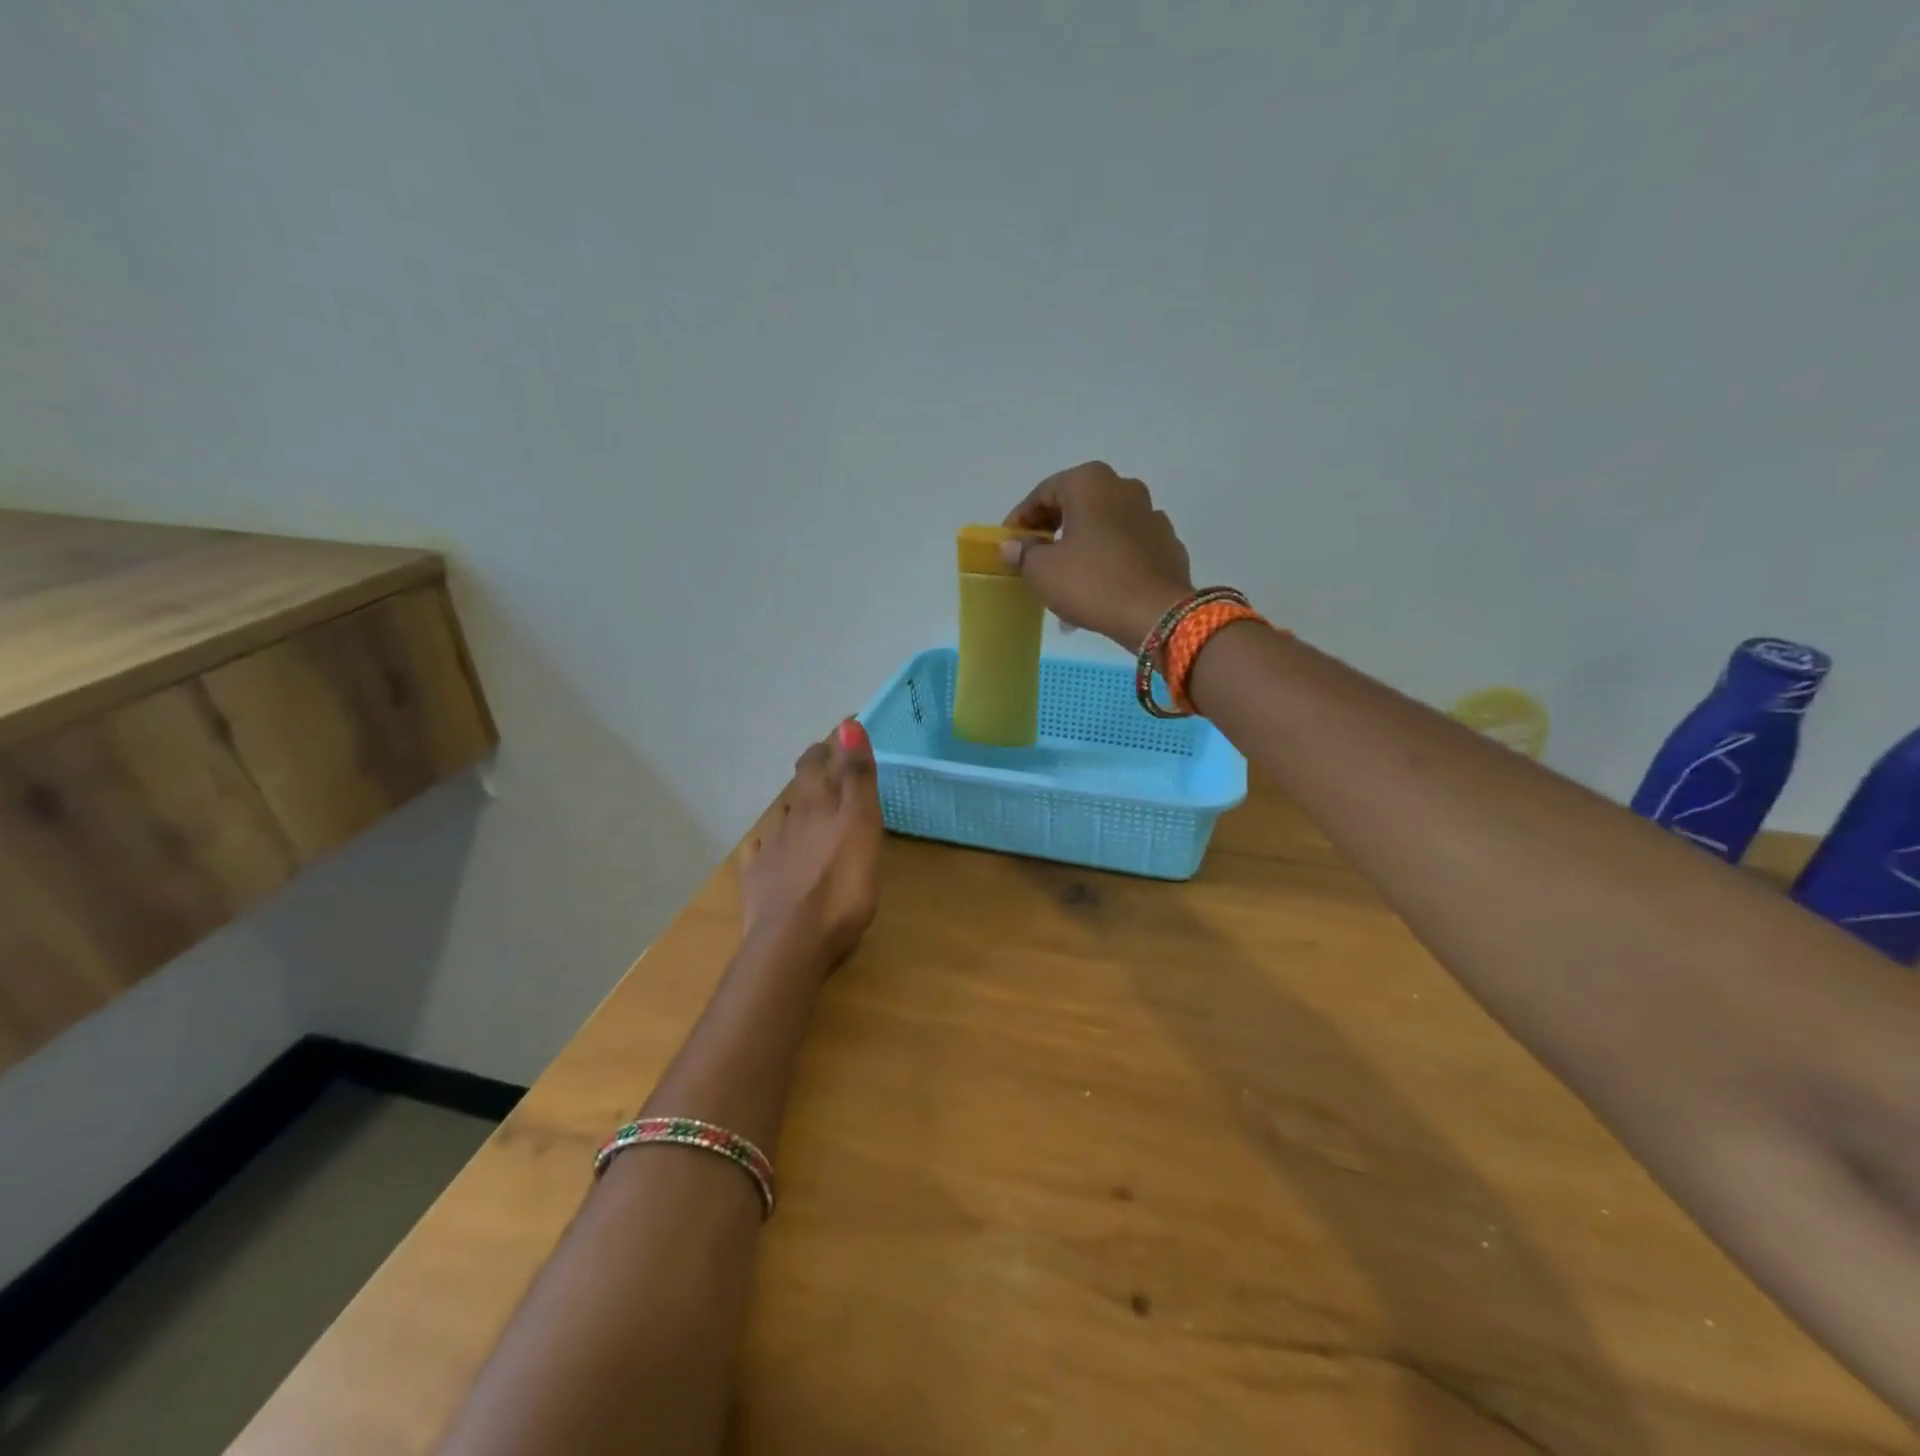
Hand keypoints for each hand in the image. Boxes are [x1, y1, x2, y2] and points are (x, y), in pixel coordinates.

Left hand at [739, 720, 882, 971]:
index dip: (832, 745)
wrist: (792, 943)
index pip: (821, 761)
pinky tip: (768, 848)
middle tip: (827, 760)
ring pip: (781, 816)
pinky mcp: (757, 881)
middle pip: (800, 784)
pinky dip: (767, 843)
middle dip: (814, 768)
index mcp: (819, 804)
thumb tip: (846, 723)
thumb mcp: (861, 825)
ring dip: (794, 806)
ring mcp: (770, 850)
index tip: (844, 733)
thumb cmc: (841, 885)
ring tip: (806, 807)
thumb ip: (856, 777)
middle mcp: (791, 819)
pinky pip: (759, 852)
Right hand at [1001, 462, 1194, 647]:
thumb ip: (1023, 552)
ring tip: (1066, 579)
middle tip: (1035, 559)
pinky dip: (1109, 560)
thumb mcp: (1042, 571)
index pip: (1043, 494)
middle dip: (1052, 532)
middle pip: (1076, 506)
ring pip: (1103, 527)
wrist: (1156, 614)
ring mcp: (1152, 515)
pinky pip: (1127, 547)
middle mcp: (1124, 488)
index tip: (1009, 544)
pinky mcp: (1167, 544)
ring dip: (1081, 547)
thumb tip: (1012, 545)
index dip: (1020, 520)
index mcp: (1090, 482)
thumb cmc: (1091, 582)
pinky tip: (1098, 588)